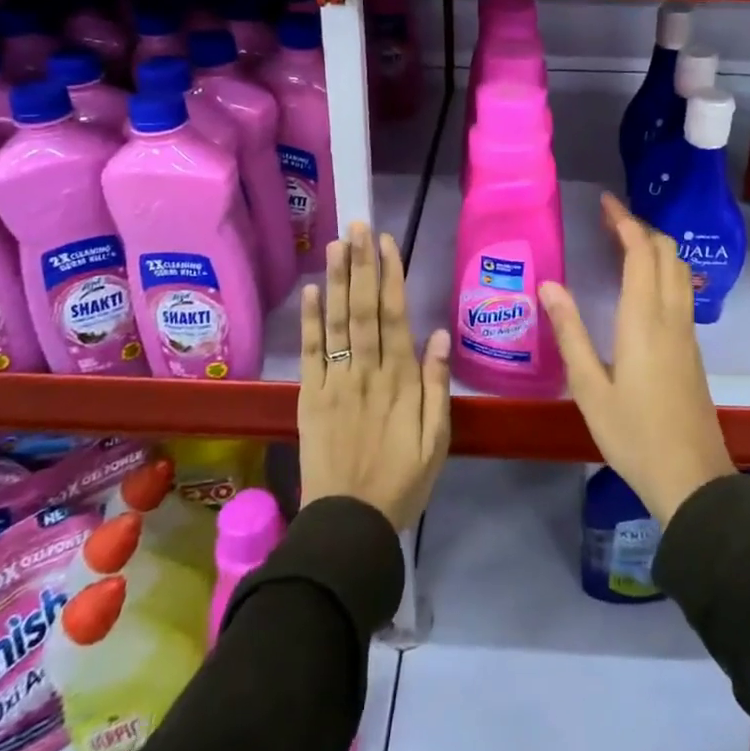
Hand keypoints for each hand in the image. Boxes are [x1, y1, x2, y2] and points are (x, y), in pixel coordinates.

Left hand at [298, 223, 452, 531]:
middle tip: (358, 226)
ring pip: (336, 322)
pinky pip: (310, 353)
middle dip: (361, 264)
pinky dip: (310, 321)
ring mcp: (335, 382)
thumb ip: (437, 386)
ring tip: (336, 244)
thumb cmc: (402, 481)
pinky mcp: (310, 397)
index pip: (394, 316)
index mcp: (400, 380)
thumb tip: (440, 334)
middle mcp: (366, 371)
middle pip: (363, 309)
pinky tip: (311, 291)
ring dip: (336, 281)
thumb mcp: (437, 440)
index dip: (390, 276)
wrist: (348, 524)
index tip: (387, 242)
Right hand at [540, 193, 735, 524]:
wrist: (691, 477)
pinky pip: (680, 289)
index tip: (604, 202)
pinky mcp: (692, 347)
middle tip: (608, 219)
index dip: (624, 221)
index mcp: (644, 319)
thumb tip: (549, 284)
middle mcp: (671, 316)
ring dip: (654, 246)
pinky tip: (640, 282)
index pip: (640, 252)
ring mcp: (687, 331)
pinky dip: (662, 268)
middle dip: (640, 227)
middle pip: (666, 253)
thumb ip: (570, 332)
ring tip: (622, 242)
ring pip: (678, 269)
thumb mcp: (588, 387)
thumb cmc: (633, 434)